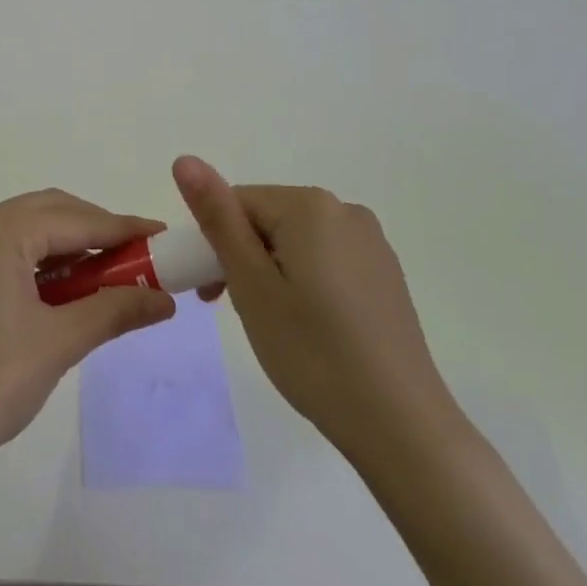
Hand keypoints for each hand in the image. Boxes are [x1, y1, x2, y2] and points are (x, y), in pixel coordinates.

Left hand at [0, 190, 175, 473]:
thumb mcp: (58, 344)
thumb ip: (114, 311)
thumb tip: (166, 301)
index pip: (74, 219)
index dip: (122, 228)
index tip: (161, 236)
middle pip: (48, 211)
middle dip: (95, 231)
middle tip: (136, 259)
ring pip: (25, 228)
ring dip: (66, 245)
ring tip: (105, 276)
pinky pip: (3, 247)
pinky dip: (37, 259)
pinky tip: (60, 288)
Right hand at [172, 156, 462, 467]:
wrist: (402, 426)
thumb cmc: (313, 352)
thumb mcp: (251, 284)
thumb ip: (217, 217)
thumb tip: (184, 159)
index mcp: (309, 205)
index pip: (238, 203)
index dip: (214, 243)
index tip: (210, 294)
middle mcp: (344, 210)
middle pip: (268, 219)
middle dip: (243, 257)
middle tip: (237, 312)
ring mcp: (371, 242)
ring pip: (296, 241)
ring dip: (271, 271)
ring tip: (275, 325)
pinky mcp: (385, 273)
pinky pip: (327, 260)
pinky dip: (305, 282)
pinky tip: (311, 328)